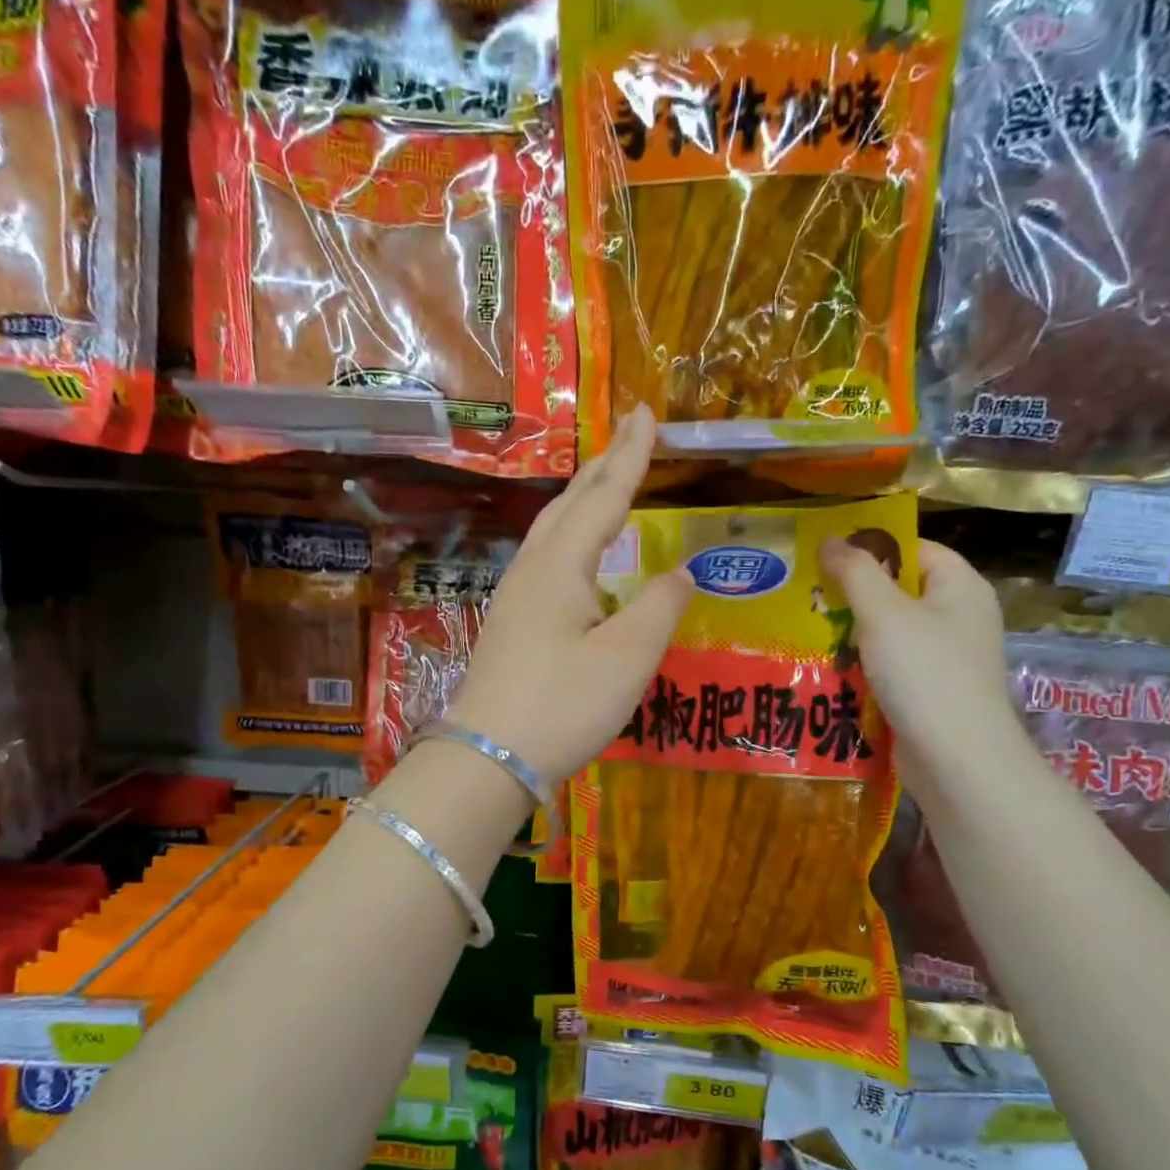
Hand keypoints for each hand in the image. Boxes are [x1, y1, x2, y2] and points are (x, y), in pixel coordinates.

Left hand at [447, 407, 692, 786]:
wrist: (489, 757)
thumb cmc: (564, 704)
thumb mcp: (628, 656)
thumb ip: (661, 606)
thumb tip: (680, 573)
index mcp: (562, 565)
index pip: (604, 496)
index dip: (630, 455)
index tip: (645, 412)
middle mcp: (534, 569)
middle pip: (570, 504)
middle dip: (602, 468)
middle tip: (629, 437)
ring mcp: (515, 597)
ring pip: (553, 531)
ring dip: (582, 501)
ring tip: (606, 484)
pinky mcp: (511, 625)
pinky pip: (546, 560)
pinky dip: (571, 538)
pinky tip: (578, 556)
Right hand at [818, 536, 1022, 795]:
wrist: (957, 758)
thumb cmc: (924, 673)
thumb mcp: (884, 613)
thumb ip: (855, 572)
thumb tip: (830, 539)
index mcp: (960, 586)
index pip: (913, 549)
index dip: (870, 548)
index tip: (824, 557)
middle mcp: (959, 617)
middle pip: (899, 591)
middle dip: (853, 594)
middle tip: (806, 595)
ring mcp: (946, 657)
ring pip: (890, 632)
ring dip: (851, 633)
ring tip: (806, 631)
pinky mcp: (931, 692)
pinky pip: (891, 666)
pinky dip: (862, 666)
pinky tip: (828, 670)